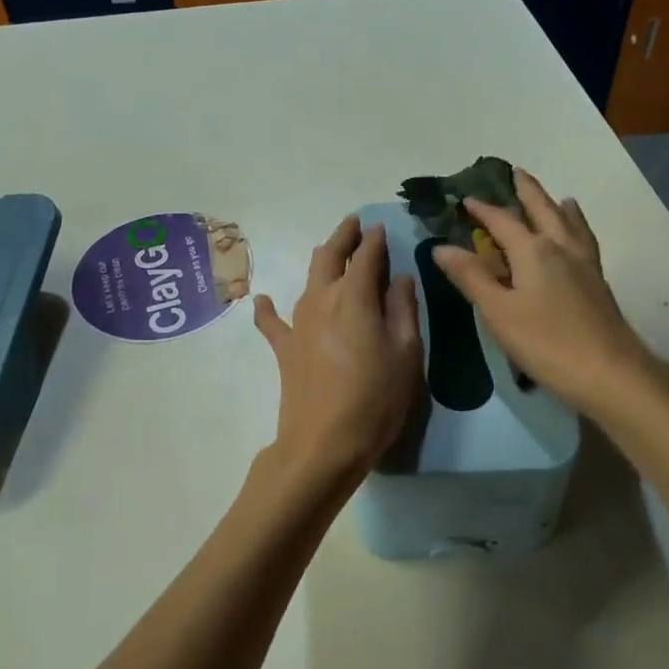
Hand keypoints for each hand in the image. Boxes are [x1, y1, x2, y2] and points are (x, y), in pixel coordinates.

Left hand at [254, 216, 422, 490]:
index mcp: (355, 297)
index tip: (382, 227)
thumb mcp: (406, 353)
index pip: (367, 256)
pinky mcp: (284, 348)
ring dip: (321, 261)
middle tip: (354, 224)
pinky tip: (262, 300)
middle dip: (343, 237)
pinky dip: (268, 308)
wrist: (323, 443)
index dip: (376, 240)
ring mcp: (298, 323)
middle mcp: (322, 299)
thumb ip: (403, 309)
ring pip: (307, 279)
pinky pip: (272, 321)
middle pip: (329, 257)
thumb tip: (400, 278)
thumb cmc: (375, 398)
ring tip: (329, 251)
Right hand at [433, 169, 653, 417]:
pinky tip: (579, 237)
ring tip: (557, 197)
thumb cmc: (546, 343)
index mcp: (533, 251)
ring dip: (557, 206)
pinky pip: (585, 240)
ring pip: (570, 223)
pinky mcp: (598, 282)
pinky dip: (579, 228)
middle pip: (543, 210)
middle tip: (517, 172)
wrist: (609, 372)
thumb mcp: (498, 311)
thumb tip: (441, 247)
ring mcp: (584, 263)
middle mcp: (561, 247)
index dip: (482, 209)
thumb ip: (471, 277)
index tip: (465, 198)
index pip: (502, 221)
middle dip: (528, 191)